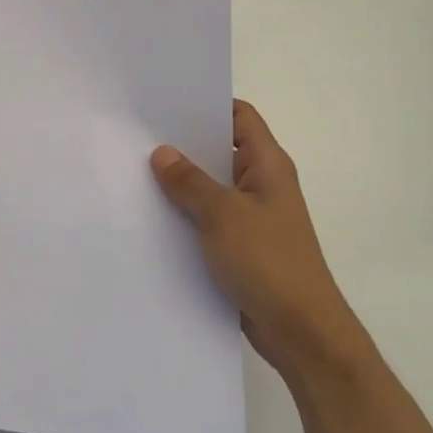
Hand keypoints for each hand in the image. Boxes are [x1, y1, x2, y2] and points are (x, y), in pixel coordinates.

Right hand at [151, 101, 366, 379]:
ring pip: (209, 188)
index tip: (165, 101)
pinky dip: (183, 214)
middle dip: (182, 144)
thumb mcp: (223, 214)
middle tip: (136, 134)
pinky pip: (205, 219)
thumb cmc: (268, 262)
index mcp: (267, 166)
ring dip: (179, 183)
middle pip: (219, 150)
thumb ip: (190, 181)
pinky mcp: (238, 246)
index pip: (240, 117)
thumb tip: (162, 152)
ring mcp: (250, 217)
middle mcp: (260, 185)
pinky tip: (149, 215)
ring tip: (132, 170)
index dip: (207, 104)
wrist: (300, 332)